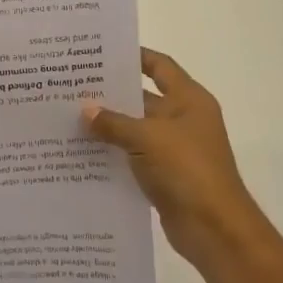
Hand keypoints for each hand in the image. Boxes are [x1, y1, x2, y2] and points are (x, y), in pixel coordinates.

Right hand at [83, 49, 260, 264]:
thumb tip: (85, 110)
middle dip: (111, 93)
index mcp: (189, 100)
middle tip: (72, 85)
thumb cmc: (187, 170)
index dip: (134, 56)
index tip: (101, 52)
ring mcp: (174, 149)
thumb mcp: (146, 138)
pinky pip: (132, 155)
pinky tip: (81, 150)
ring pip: (134, 128)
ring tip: (68, 116)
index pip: (160, 66)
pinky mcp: (164, 175)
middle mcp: (183, 119)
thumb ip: (113, 122)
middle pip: (143, 97)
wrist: (215, 230)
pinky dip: (112, 152)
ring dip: (107, 125)